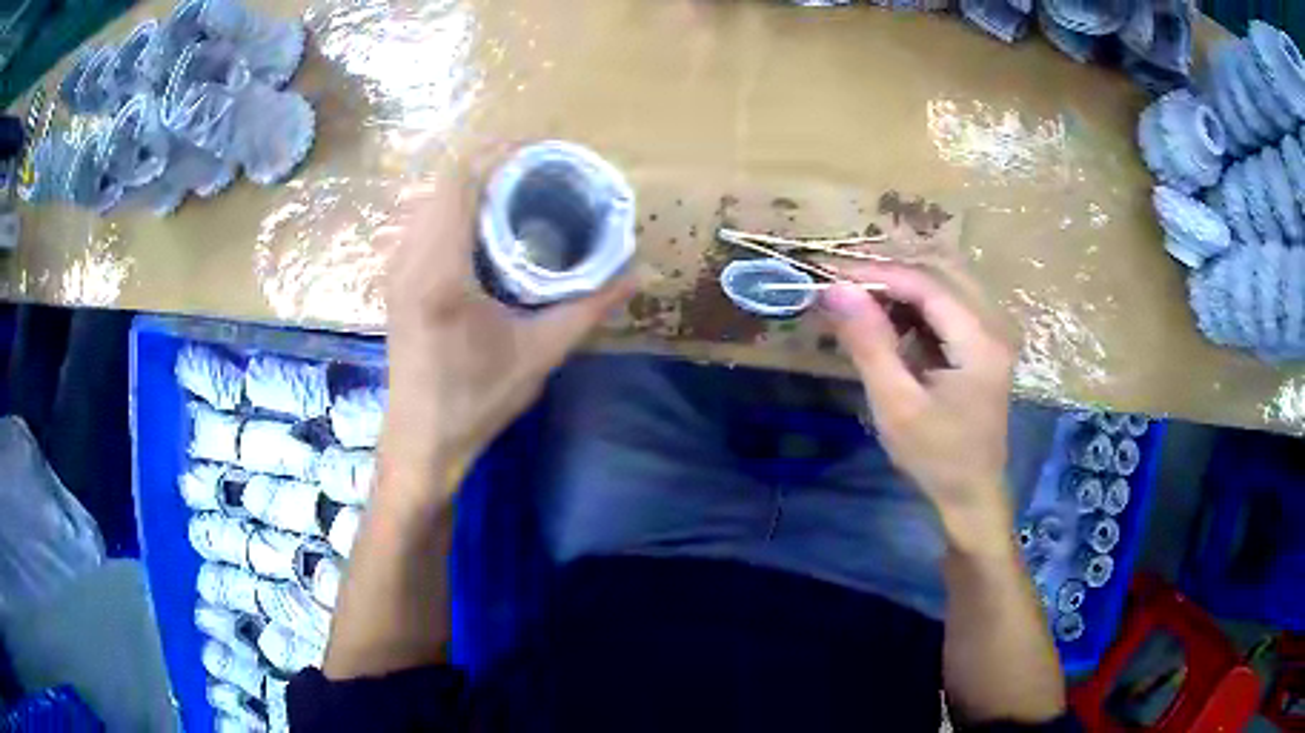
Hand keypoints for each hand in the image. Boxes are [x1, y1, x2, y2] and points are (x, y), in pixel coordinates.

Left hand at [379, 163, 632, 497]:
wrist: (422, 441)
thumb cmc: (477, 401)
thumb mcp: (540, 353)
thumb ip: (590, 306)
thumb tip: (639, 272)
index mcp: (440, 271)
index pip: (459, 180)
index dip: (497, 153)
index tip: (541, 153)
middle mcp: (410, 258)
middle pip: (444, 182)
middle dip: (491, 168)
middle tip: (538, 176)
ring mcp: (397, 268)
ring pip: (431, 200)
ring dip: (471, 188)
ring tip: (517, 195)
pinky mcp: (396, 280)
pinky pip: (423, 222)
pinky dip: (454, 210)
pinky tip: (486, 229)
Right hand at [821, 263, 1015, 549]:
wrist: (972, 492)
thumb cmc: (935, 457)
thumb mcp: (896, 405)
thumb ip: (869, 344)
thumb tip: (836, 290)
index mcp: (980, 341)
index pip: (927, 283)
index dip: (878, 272)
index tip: (832, 273)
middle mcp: (993, 324)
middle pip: (940, 271)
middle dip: (889, 273)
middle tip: (844, 284)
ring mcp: (992, 331)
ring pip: (944, 283)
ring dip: (902, 286)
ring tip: (861, 302)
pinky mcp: (984, 341)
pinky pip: (948, 304)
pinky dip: (916, 304)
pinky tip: (890, 321)